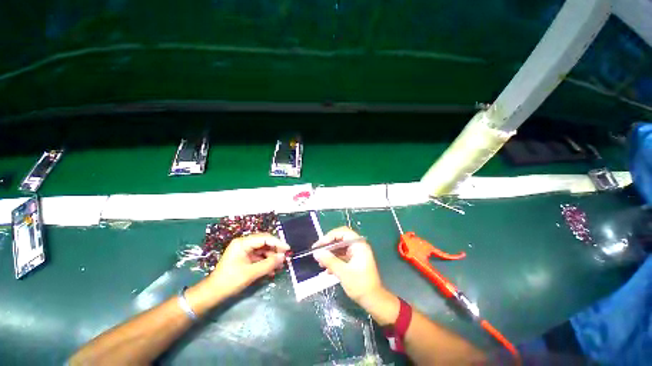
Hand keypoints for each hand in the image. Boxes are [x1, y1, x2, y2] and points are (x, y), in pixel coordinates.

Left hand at [206, 233, 289, 297]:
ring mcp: (244, 250)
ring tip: (280, 266)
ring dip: (271, 257)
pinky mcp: (244, 258)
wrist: (212, 293)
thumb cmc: (229, 281)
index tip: (287, 249)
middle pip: (264, 243)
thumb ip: (268, 264)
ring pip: (262, 250)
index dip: (277, 243)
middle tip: (285, 257)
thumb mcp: (251, 273)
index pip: (264, 238)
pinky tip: (272, 270)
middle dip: (275, 250)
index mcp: (242, 243)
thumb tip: (283, 257)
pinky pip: (258, 257)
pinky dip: (265, 262)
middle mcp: (243, 244)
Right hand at [312, 227, 384, 306]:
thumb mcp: (343, 272)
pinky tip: (327, 270)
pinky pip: (343, 256)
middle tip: (318, 253)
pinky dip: (335, 260)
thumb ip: (329, 261)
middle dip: (328, 246)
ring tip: (320, 263)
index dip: (329, 237)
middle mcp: (358, 246)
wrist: (374, 301)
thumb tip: (316, 253)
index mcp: (358, 244)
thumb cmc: (360, 285)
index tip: (319, 245)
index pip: (342, 232)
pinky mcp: (355, 261)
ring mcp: (357, 253)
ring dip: (330, 254)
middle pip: (340, 239)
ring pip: (340, 248)